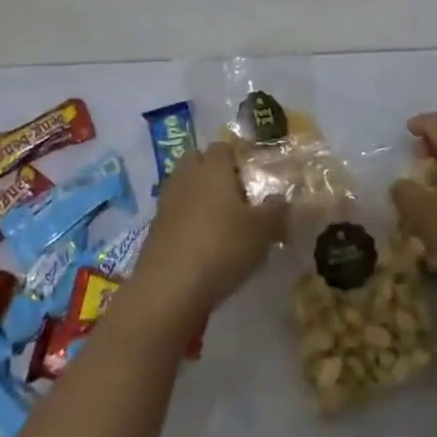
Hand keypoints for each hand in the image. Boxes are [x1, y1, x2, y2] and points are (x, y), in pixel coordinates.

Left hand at [126, 143, 284, 328]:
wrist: (168, 289)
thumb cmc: (221, 247)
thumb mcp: (263, 231)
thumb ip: (276, 210)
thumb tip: (280, 198)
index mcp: (212, 167)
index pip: (224, 147)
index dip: (239, 159)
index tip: (255, 179)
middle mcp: (187, 176)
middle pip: (199, 162)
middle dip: (215, 174)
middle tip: (238, 199)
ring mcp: (167, 202)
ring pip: (186, 188)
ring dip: (201, 199)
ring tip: (223, 225)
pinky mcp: (155, 229)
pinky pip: (176, 215)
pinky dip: (188, 223)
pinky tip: (204, 246)